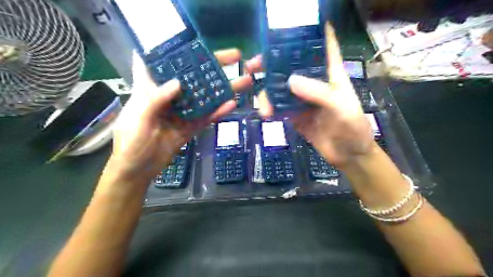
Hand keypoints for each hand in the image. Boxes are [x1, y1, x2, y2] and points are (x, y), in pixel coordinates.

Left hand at [108, 48, 253, 180]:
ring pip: (204, 97)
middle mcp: (169, 97)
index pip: (160, 63)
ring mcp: (183, 112)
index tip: (191, 41)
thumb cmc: (131, 143)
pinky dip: (218, 111)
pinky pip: (207, 117)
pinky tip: (231, 104)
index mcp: (150, 89)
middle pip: (191, 78)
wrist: (139, 170)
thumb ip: (155, 100)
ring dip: (221, 89)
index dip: (172, 51)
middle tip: (233, 57)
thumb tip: (179, 82)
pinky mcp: (191, 126)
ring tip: (241, 81)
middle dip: (210, 67)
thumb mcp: (138, 119)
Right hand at [251, 22, 373, 168]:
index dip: (310, 32)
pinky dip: (270, 108)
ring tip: (261, 105)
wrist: (348, 156)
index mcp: (331, 75)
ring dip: (268, 93)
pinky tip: (265, 113)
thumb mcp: (342, 109)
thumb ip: (319, 93)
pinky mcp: (296, 115)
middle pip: (292, 66)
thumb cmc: (353, 129)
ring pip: (281, 88)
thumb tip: (289, 81)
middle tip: (254, 65)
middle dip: (273, 63)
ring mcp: (303, 99)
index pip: (323, 46)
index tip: (288, 27)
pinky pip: (279, 107)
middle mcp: (315, 83)